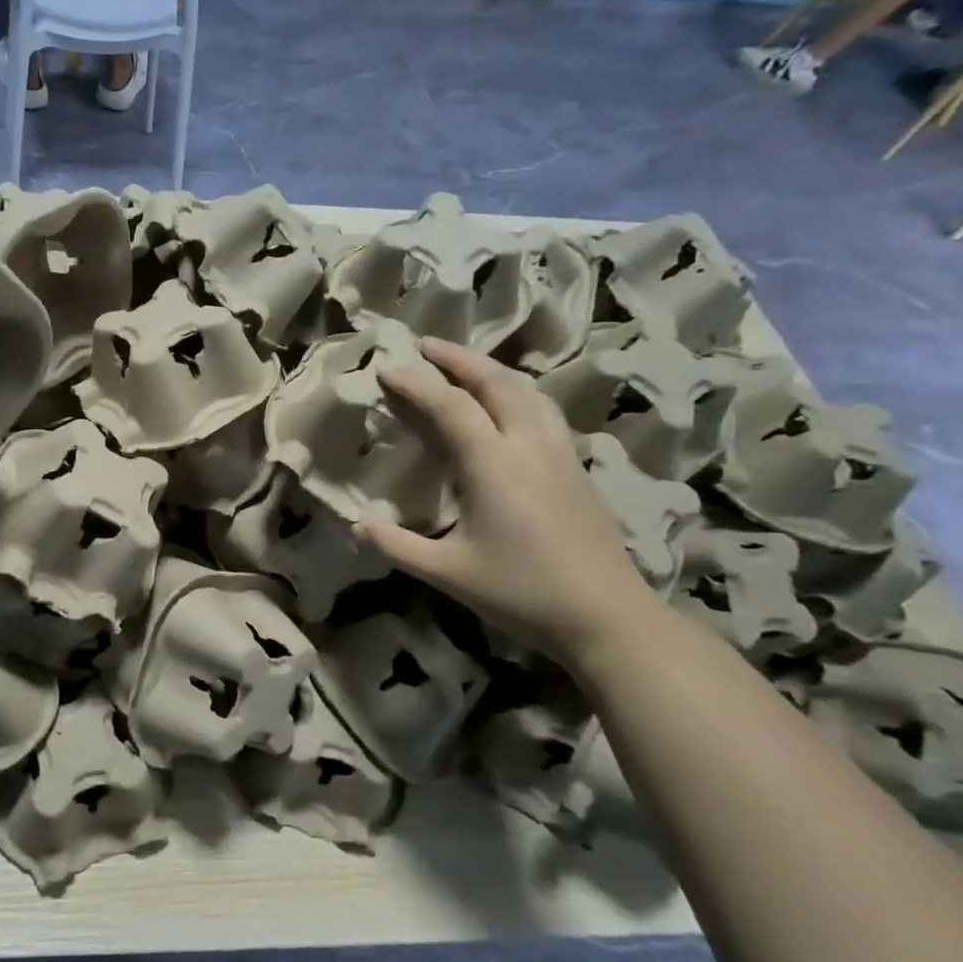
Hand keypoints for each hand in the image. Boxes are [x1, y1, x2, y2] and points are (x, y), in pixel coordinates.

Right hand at [358, 337, 661, 661]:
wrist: (607, 616)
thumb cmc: (520, 592)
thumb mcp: (447, 572)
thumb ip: (397, 545)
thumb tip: (355, 525)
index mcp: (493, 464)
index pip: (450, 406)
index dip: (416, 383)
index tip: (387, 367)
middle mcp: (529, 446)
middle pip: (496, 383)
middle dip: (458, 359)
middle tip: (426, 345)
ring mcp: (560, 454)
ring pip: (527, 392)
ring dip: (492, 371)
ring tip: (466, 366)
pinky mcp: (577, 468)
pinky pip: (544, 411)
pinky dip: (517, 393)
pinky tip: (509, 407)